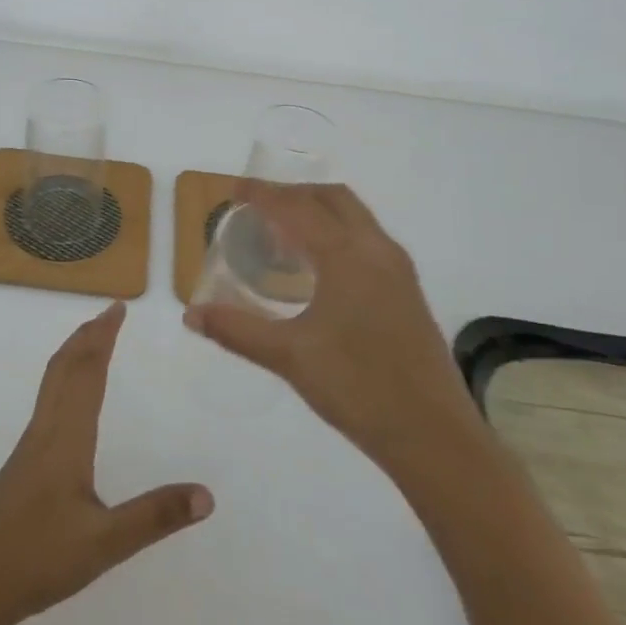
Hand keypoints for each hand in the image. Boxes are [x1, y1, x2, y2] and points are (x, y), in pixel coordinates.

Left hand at [0, 302, 213, 624]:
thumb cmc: (36, 559)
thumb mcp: (105, 543)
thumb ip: (155, 517)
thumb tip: (208, 495)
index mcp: (66, 438)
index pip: (87, 373)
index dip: (103, 338)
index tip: (118, 308)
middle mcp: (45, 431)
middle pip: (65, 368)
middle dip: (87, 336)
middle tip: (109, 312)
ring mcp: (28, 449)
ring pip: (51, 385)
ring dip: (73, 355)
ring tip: (91, 343)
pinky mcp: (20, 467)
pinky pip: (46, 404)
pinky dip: (62, 381)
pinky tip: (67, 406)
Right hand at [185, 182, 484, 474]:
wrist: (434, 435)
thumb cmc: (358, 387)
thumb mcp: (289, 357)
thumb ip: (237, 330)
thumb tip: (191, 315)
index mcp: (347, 256)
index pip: (297, 208)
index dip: (263, 194)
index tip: (235, 189)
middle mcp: (376, 250)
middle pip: (332, 198)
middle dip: (294, 193)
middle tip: (259, 207)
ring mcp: (397, 270)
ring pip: (355, 217)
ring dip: (318, 211)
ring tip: (284, 234)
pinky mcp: (407, 291)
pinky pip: (367, 239)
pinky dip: (337, 232)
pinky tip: (318, 268)